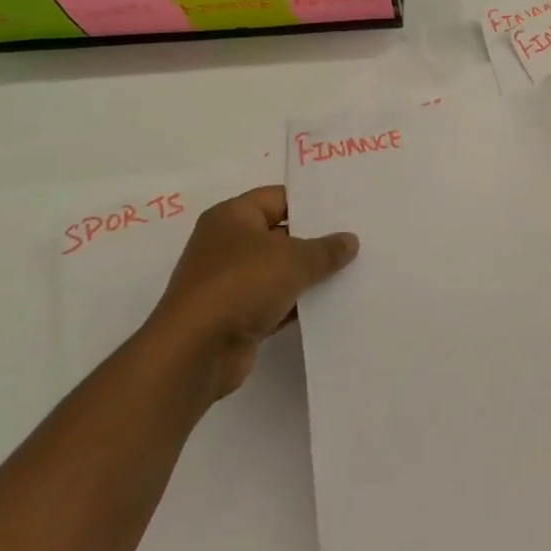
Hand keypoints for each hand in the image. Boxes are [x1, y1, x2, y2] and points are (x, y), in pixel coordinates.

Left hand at [142, 185, 357, 402]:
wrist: (195, 352)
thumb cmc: (241, 285)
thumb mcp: (294, 259)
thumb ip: (326, 249)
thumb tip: (350, 241)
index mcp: (232, 217)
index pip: (278, 198)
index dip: (311, 202)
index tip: (345, 208)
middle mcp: (226, 244)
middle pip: (280, 234)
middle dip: (315, 240)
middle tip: (356, 238)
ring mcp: (228, 282)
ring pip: (278, 270)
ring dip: (308, 275)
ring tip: (352, 269)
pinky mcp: (234, 315)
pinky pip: (274, 301)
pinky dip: (296, 303)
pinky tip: (329, 303)